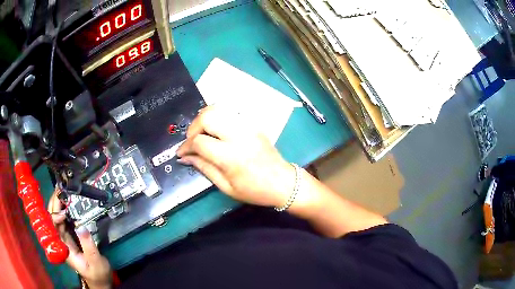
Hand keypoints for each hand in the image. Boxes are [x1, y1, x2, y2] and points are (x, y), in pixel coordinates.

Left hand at [48, 190, 111, 288]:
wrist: (100, 281)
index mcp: (64, 248)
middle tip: (60, 189)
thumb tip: (81, 226)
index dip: (55, 216)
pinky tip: (66, 203)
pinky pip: (63, 221)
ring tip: (62, 191)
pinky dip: (63, 210)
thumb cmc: (97, 274)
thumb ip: (88, 245)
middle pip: (52, 219)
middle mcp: (60, 241)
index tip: (65, 209)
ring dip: (58, 204)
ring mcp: (64, 239)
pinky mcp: (69, 237)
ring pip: (56, 218)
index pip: (52, 228)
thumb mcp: (96, 262)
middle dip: (54, 204)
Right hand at [176, 106, 295, 207]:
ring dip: (204, 119)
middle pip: (207, 116)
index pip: (199, 142)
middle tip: (191, 141)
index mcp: (231, 157)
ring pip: (219, 109)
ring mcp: (248, 127)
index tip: (181, 153)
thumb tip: (186, 158)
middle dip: (193, 127)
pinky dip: (218, 117)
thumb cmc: (255, 190)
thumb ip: (204, 168)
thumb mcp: (226, 187)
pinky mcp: (253, 124)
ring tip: (202, 134)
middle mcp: (239, 136)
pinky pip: (230, 112)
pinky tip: (216, 130)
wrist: (284, 183)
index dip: (185, 147)